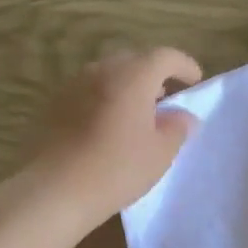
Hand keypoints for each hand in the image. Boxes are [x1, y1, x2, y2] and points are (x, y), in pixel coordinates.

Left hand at [25, 48, 201, 233]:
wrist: (54, 190)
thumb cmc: (116, 170)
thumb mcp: (159, 154)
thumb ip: (177, 129)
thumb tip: (183, 116)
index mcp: (131, 77)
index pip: (164, 56)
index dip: (183, 65)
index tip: (195, 81)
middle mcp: (100, 71)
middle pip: (133, 61)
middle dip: (153, 75)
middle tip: (165, 99)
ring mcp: (72, 86)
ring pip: (107, 75)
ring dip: (126, 87)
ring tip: (136, 114)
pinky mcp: (53, 104)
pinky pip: (87, 92)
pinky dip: (103, 100)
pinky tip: (106, 127)